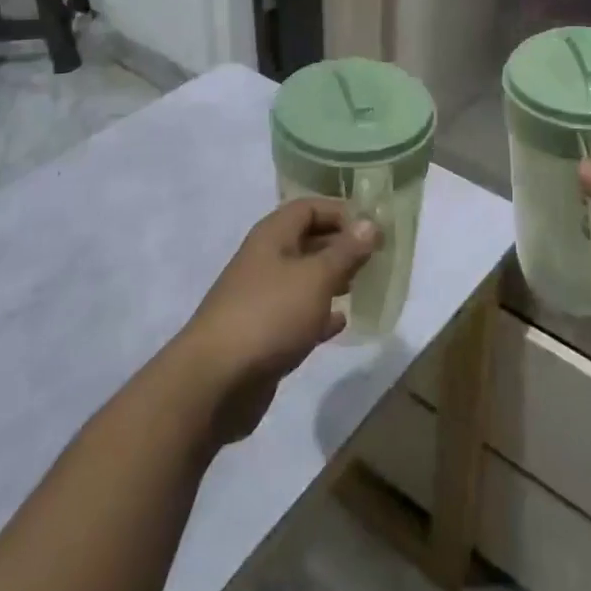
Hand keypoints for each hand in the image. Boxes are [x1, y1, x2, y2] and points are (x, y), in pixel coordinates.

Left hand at [174, 199, 379, 444]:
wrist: (215, 382)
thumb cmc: (269, 315)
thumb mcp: (316, 278)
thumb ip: (345, 251)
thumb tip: (370, 223)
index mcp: (272, 236)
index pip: (308, 208)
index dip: (340, 212)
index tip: (373, 228)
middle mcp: (265, 260)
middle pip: (306, 241)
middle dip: (340, 246)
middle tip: (375, 257)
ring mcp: (261, 298)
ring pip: (303, 278)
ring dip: (332, 279)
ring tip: (363, 284)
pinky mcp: (263, 334)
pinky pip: (297, 314)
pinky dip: (319, 314)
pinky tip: (341, 321)